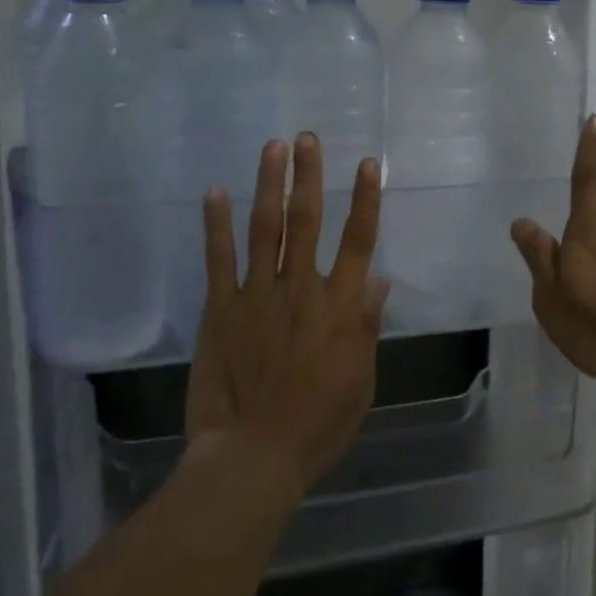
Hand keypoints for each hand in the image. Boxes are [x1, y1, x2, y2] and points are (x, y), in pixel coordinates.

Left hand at [187, 134, 389, 500]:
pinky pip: (219, 260)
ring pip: (266, 229)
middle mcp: (299, 290)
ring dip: (270, 185)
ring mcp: (256, 297)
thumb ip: (366, 327)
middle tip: (306, 138)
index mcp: (338, 308)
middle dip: (309, 176)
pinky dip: (217, 225)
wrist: (253, 457)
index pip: (358, 242)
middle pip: (307, 221)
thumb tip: (379, 280)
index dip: (366, 200)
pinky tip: (216, 192)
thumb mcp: (360, 380)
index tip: (368, 164)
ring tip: (272, 147)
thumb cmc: (317, 424)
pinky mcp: (220, 311)